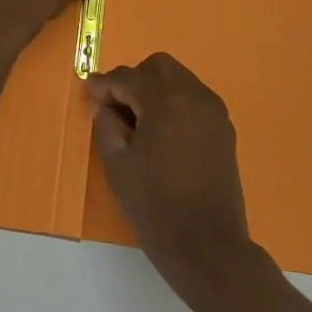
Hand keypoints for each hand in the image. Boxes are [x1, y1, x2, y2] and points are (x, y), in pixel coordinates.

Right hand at [86, 53, 266, 306]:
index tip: (88, 92)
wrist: (207, 244)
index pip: (128, 78)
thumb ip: (107, 123)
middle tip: (115, 107)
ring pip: (179, 80)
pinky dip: (174, 104)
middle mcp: (194, 96)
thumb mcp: (117, 163)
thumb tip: (106, 104)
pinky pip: (194, 100)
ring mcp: (214, 112)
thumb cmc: (154, 204)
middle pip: (159, 67)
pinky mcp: (224, 129)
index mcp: (166, 101)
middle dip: (134, 79)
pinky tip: (161, 133)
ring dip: (155, 90)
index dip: (104, 84)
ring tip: (138, 122)